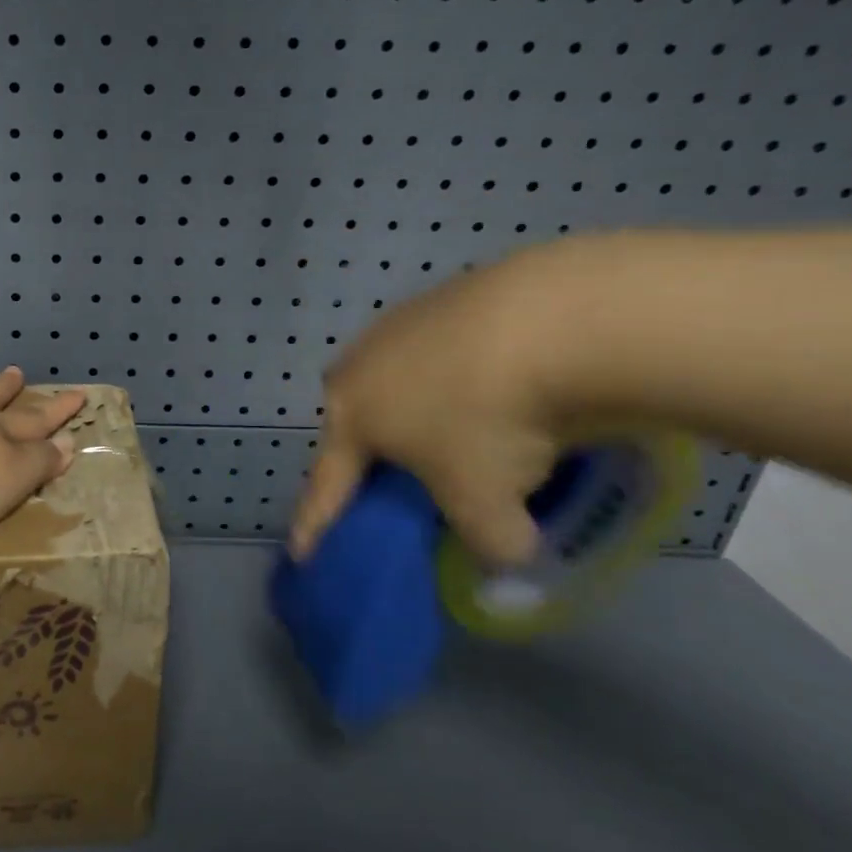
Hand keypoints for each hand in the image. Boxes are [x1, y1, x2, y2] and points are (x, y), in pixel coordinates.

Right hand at [290, 252, 569, 567]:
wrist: (550, 320)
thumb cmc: (488, 421)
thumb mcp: (487, 508)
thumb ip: (488, 543)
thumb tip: (506, 544)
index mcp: (350, 416)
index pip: (327, 486)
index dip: (315, 524)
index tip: (301, 554)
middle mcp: (360, 366)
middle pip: (357, 422)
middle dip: (367, 454)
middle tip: (394, 480)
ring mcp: (400, 325)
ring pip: (398, 382)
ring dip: (419, 410)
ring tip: (459, 429)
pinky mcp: (446, 297)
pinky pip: (442, 354)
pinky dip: (460, 377)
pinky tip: (494, 384)